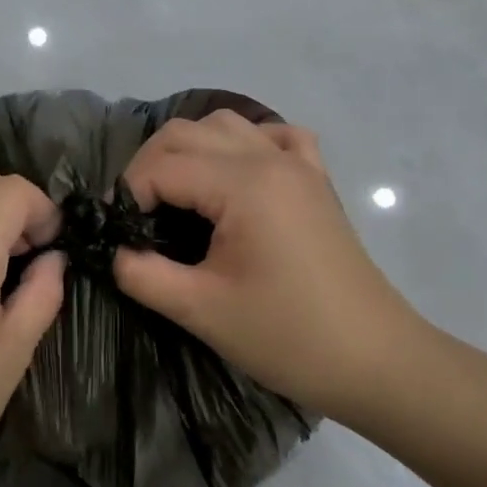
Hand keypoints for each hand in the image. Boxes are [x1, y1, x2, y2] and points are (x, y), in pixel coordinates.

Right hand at [113, 112, 430, 423]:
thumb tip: (111, 250)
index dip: (126, 195)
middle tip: (134, 216)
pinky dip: (242, 145)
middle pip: (187, 133)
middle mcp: (270, 158)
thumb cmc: (287, 337)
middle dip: (147, 167)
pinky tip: (233, 177)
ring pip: (226, 126)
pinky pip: (273, 137)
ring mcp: (299, 165)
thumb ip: (141, 273)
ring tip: (173, 197)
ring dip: (188, 151)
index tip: (114, 233)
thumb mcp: (200, 310)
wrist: (374, 360)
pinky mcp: (316, 181)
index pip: (161, 166)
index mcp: (244, 184)